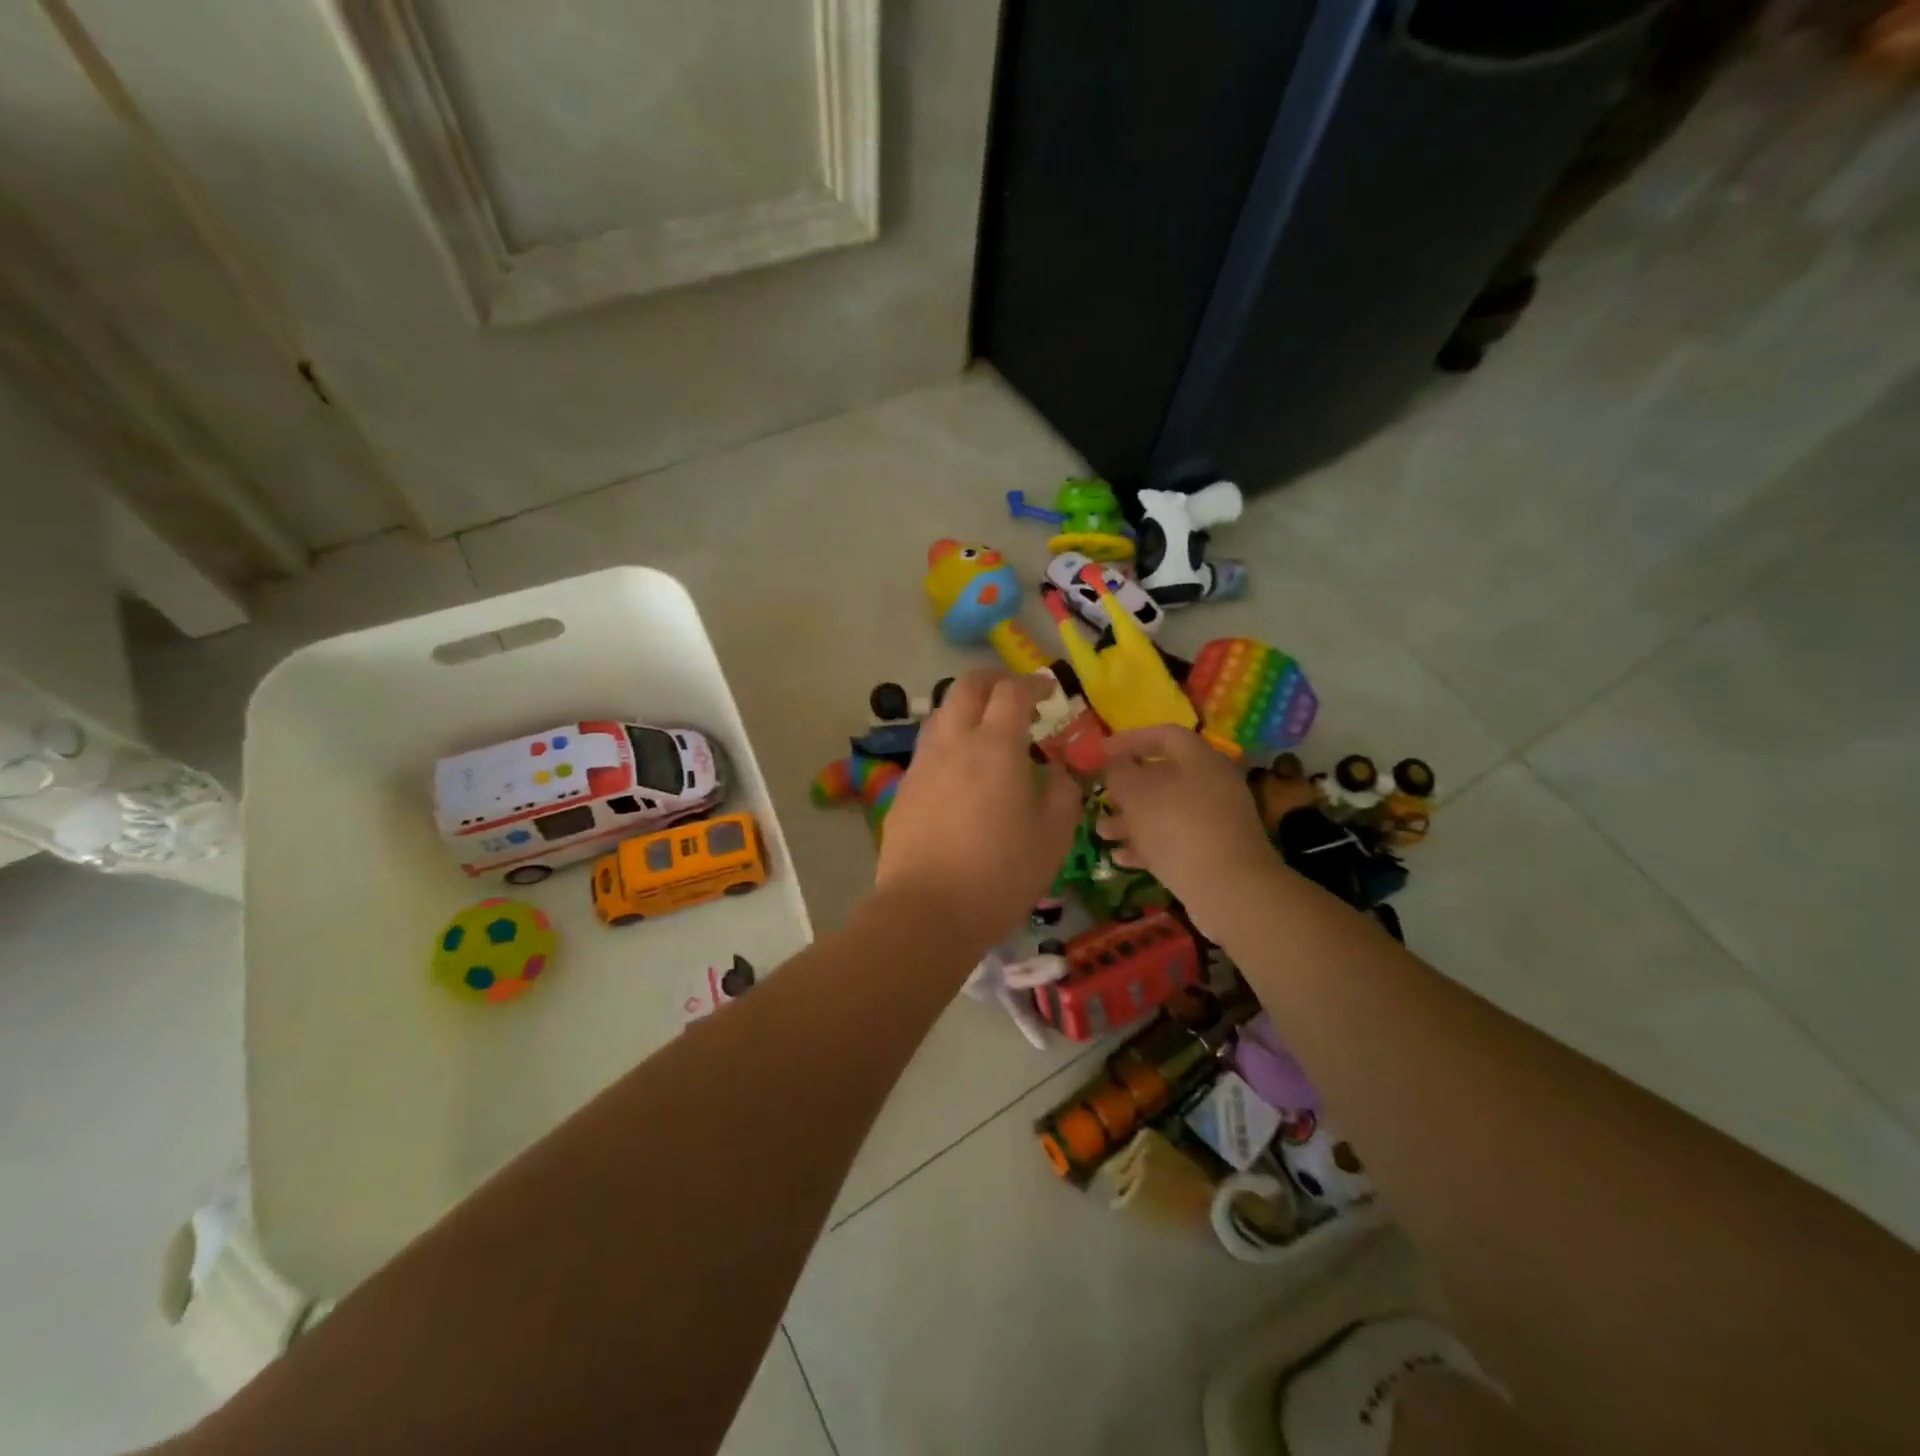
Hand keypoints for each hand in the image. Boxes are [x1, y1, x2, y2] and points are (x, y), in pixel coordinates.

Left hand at [875, 670, 1082, 947]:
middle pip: (967, 686)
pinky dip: (949, 741)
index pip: (1012, 691)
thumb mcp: (1053, 837)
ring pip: (941, 713)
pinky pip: (929, 748)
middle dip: (993, 680)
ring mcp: (923, 764)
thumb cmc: (1000, 875)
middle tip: (1014, 694)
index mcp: (995, 746)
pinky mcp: (904, 788)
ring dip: (966, 707)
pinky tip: (962, 771)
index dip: (1033, 683)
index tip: (1048, 691)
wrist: (926, 911)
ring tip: (986, 729)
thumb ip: (1064, 794)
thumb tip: (1061, 772)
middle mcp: (954, 742)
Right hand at [1097, 725, 1282, 935]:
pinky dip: (1148, 845)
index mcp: (1200, 759)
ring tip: (1102, 832)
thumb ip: (1119, 773)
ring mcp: (1216, 820)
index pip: (1165, 735)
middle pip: (1164, 776)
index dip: (1130, 739)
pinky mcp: (1215, 852)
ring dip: (1132, 820)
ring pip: (1167, 811)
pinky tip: (1120, 858)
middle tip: (1100, 796)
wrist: (1230, 889)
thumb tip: (1114, 764)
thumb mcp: (1136, 795)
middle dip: (1127, 788)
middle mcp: (1213, 784)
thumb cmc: (1178, 829)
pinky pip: (1176, 840)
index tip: (1101, 751)